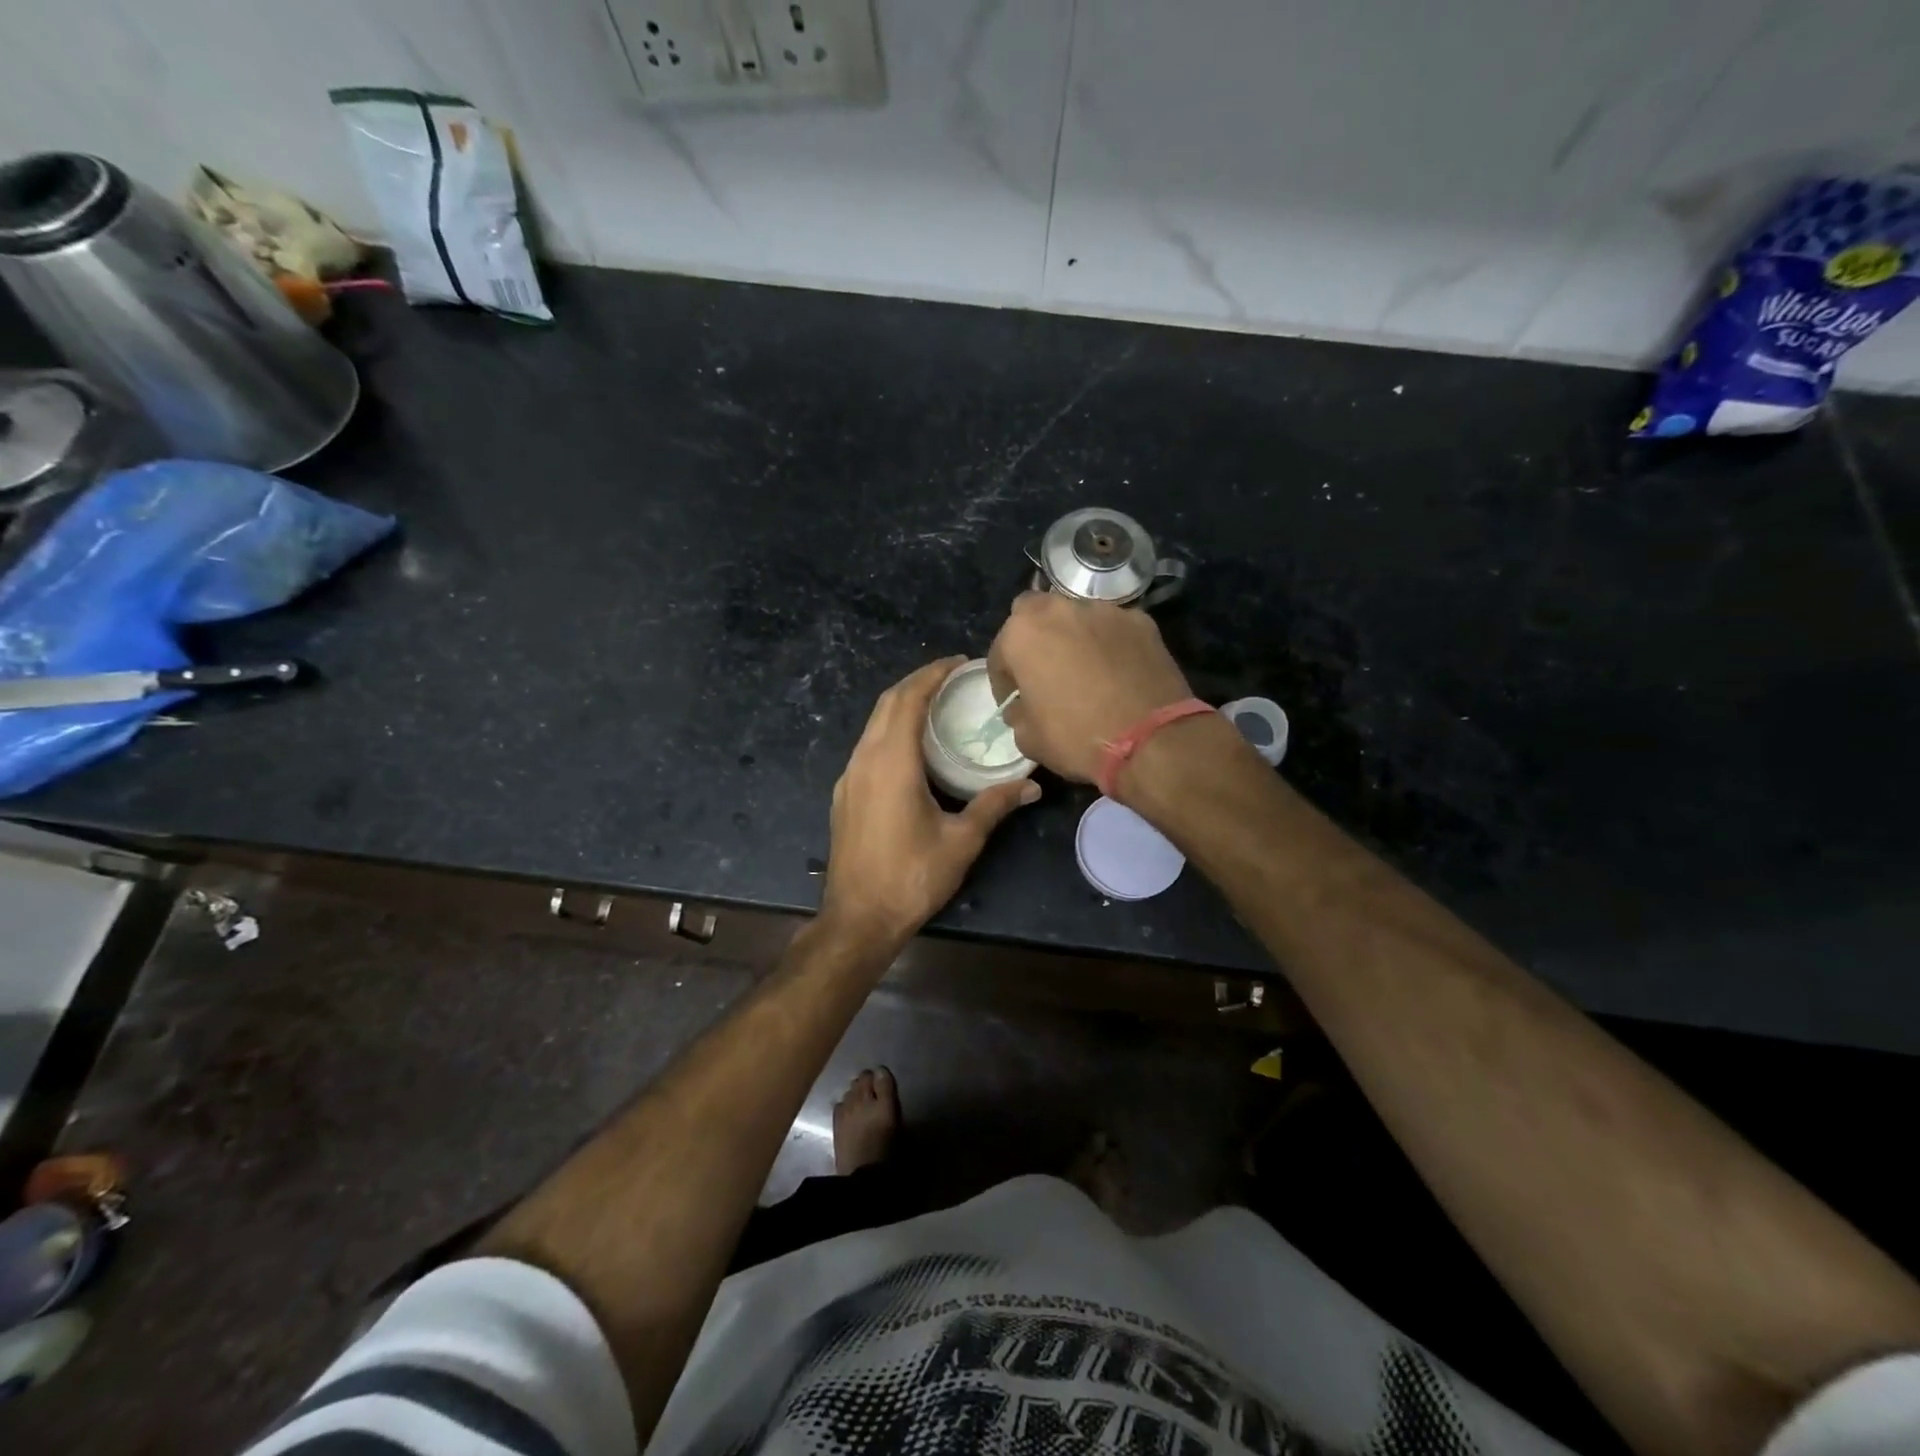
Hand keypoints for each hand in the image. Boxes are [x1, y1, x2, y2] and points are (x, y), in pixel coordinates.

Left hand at [820, 657, 1039, 953]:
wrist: (858, 918)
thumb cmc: (912, 877)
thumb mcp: (961, 840)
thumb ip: (994, 805)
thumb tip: (1031, 785)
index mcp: (891, 762)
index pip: (908, 699)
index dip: (932, 674)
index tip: (957, 662)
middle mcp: (864, 760)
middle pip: (887, 704)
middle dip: (918, 683)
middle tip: (952, 678)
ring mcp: (849, 777)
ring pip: (873, 725)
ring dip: (902, 706)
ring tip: (937, 706)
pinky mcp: (845, 795)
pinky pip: (868, 746)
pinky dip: (890, 731)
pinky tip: (913, 748)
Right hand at [987, 593, 1193, 782]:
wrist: (1151, 739)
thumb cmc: (1077, 737)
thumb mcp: (1029, 739)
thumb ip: (1018, 714)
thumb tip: (1023, 707)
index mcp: (1023, 633)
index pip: (1000, 652)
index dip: (1003, 681)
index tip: (1012, 701)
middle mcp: (1060, 609)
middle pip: (1036, 615)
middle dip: (1034, 639)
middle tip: (1043, 671)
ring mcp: (1104, 611)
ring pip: (1077, 616)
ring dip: (1073, 637)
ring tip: (1083, 669)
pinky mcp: (1141, 621)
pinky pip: (1113, 629)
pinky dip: (1109, 643)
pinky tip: (1117, 671)